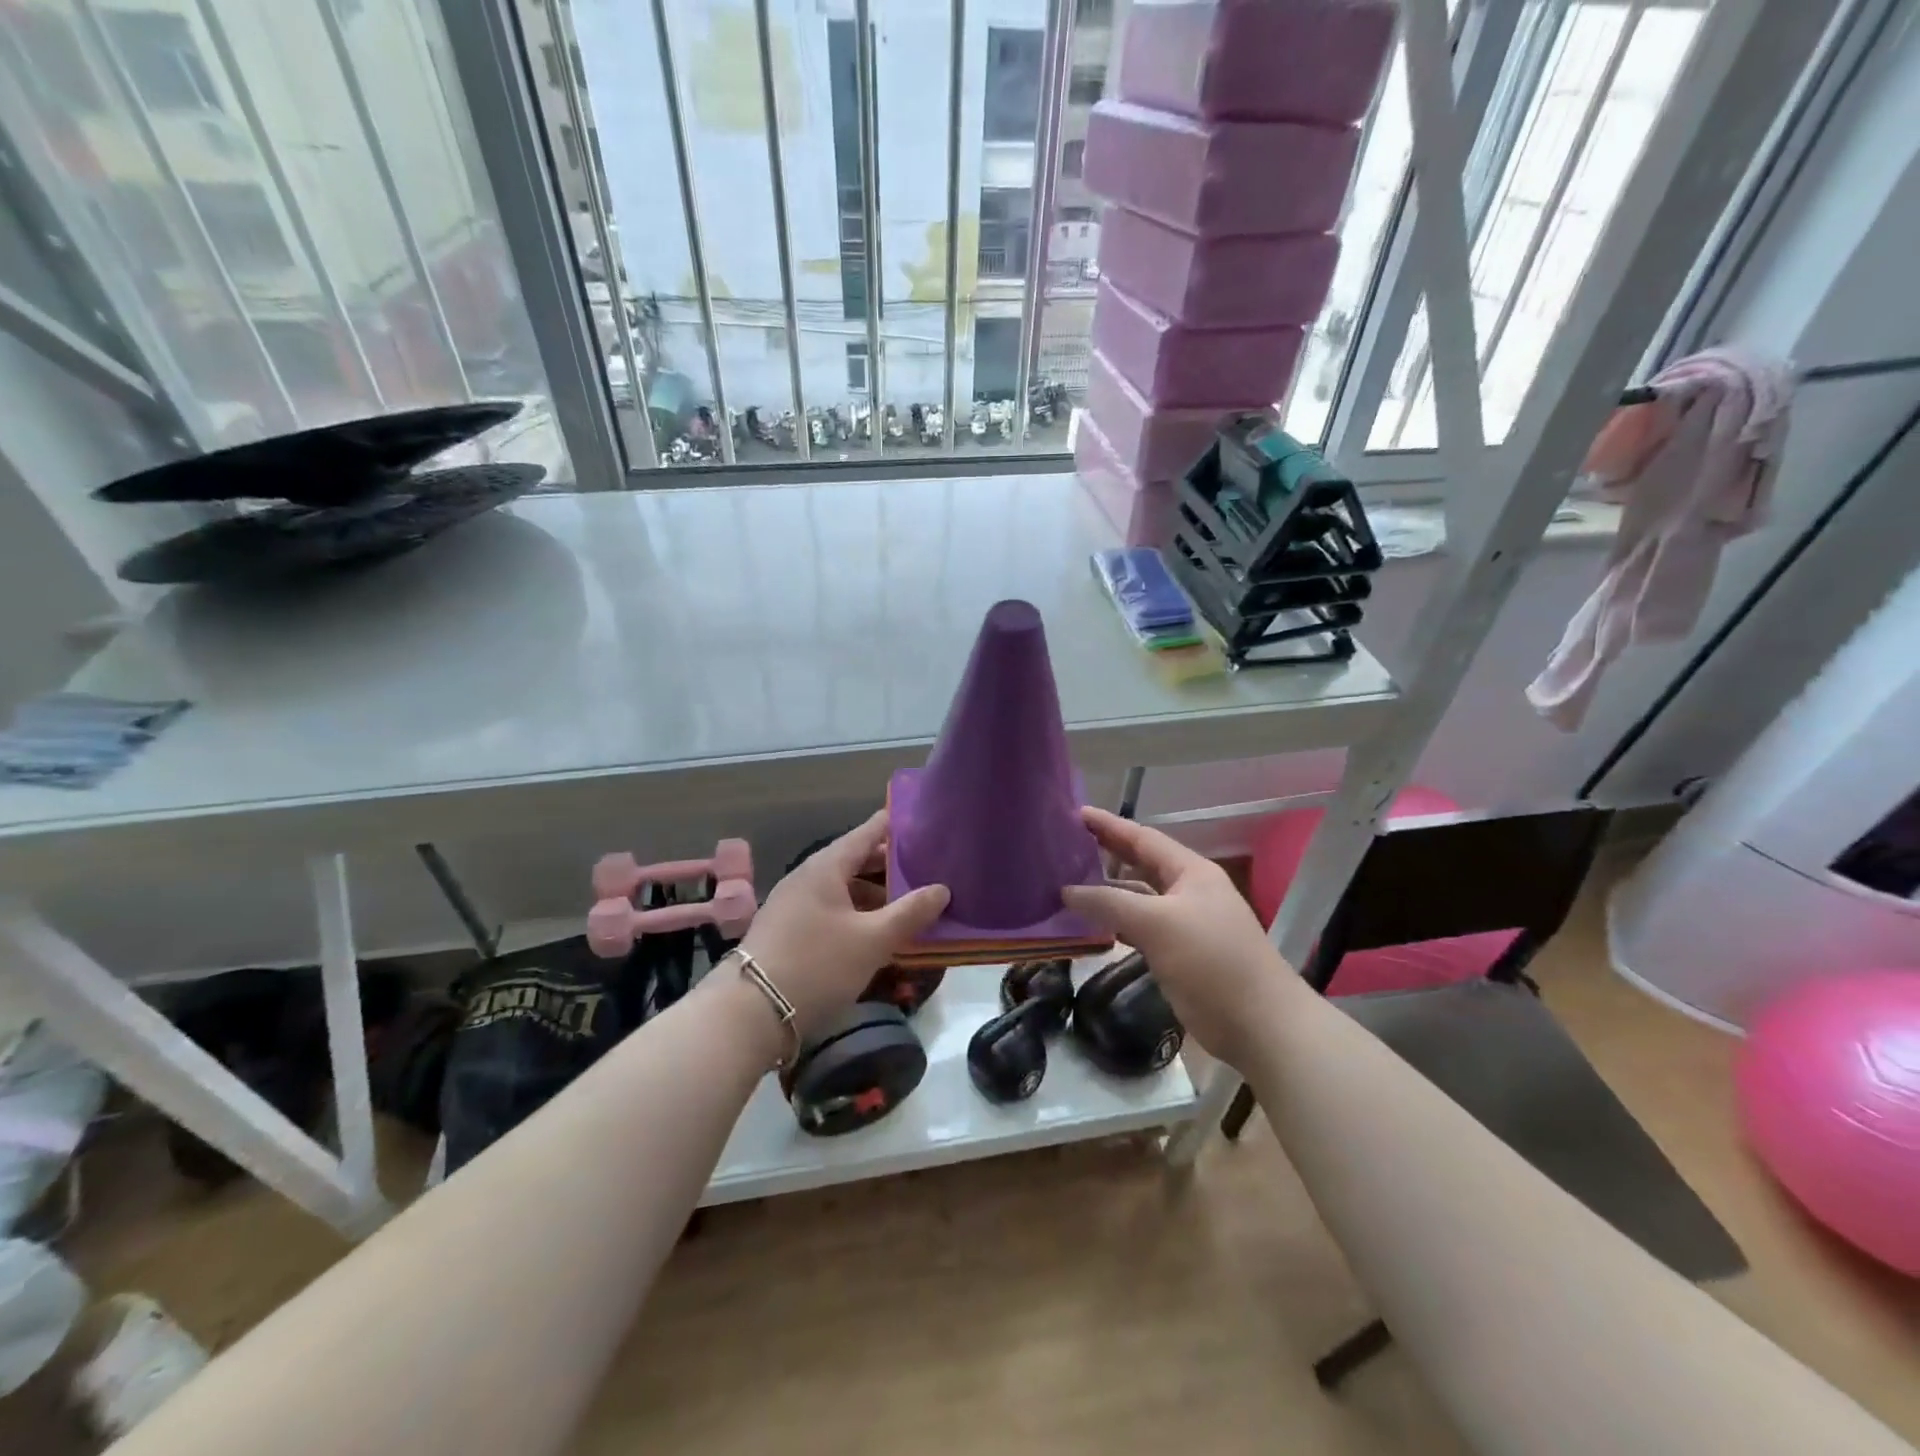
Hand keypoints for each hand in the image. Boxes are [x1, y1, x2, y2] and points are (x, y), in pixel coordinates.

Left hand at [736, 810, 949, 1035]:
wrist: (749, 1013)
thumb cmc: (817, 964)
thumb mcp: (872, 940)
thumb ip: (910, 913)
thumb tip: (942, 889)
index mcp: (826, 867)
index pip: (867, 833)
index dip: (895, 826)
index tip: (923, 821)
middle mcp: (808, 877)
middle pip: (856, 861)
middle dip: (891, 865)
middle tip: (928, 867)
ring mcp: (794, 904)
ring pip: (844, 888)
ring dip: (876, 894)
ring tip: (910, 904)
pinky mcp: (789, 930)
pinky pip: (832, 910)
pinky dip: (858, 913)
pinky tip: (876, 932)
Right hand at [1062, 808, 1298, 1070]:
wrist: (1260, 1026)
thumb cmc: (1212, 962)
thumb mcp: (1158, 924)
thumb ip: (1110, 903)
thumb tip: (1066, 890)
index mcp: (1191, 872)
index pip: (1142, 838)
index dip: (1108, 825)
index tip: (1074, 814)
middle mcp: (1188, 891)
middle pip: (1140, 865)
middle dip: (1105, 854)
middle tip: (1064, 846)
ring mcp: (1185, 924)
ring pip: (1138, 899)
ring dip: (1107, 893)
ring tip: (1067, 885)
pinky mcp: (1179, 955)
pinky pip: (1139, 928)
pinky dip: (1116, 924)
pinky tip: (1091, 927)